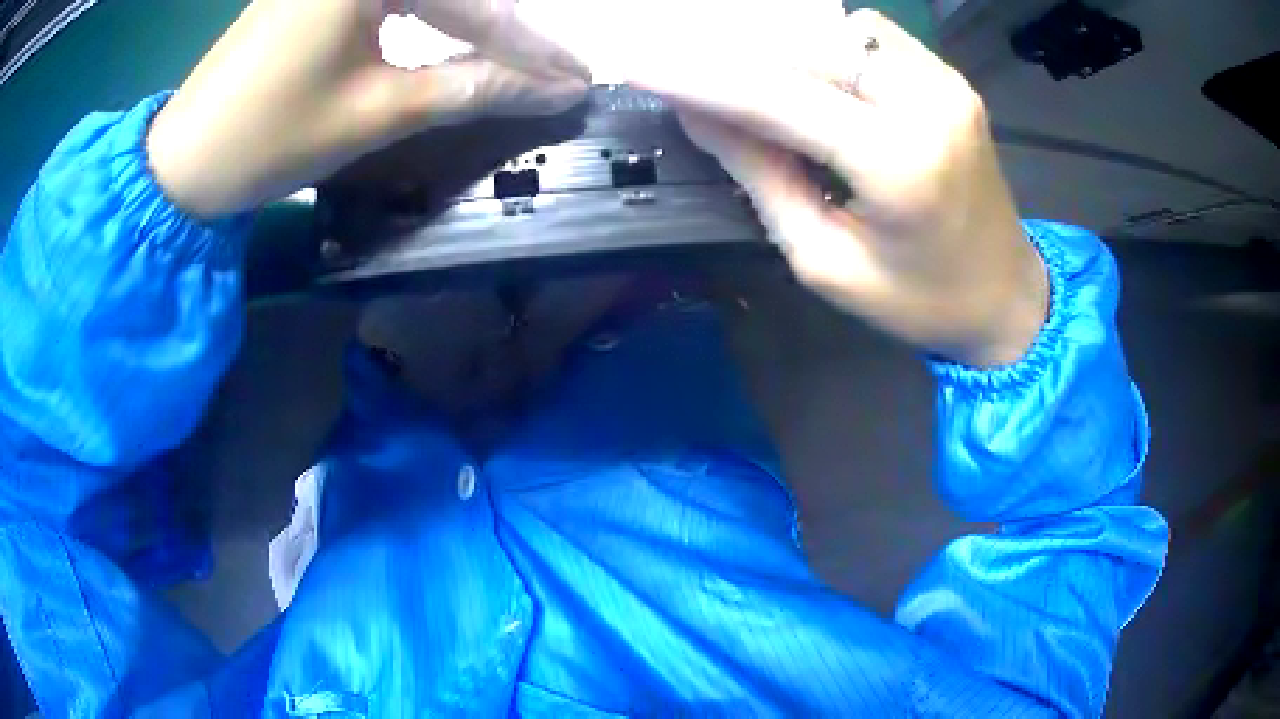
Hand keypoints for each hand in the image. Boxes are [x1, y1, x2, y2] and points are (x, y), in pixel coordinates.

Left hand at [147, 0, 589, 218]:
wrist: (185, 163)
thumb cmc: (271, 140)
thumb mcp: (377, 113)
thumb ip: (471, 88)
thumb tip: (554, 90)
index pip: (473, 4)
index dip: (529, 47)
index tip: (576, 79)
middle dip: (505, 27)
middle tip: (552, 66)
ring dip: (470, 16)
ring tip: (513, 53)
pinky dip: (428, 12)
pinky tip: (453, 31)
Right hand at [629, 9, 1047, 366]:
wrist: (1007, 297)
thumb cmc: (921, 302)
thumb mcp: (826, 262)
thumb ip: (761, 177)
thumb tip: (700, 114)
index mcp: (899, 163)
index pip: (778, 97)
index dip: (700, 77)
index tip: (640, 64)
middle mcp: (927, 102)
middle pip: (806, 50)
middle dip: (740, 62)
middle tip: (695, 84)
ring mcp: (945, 82)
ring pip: (836, 33)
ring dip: (785, 54)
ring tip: (759, 91)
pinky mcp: (950, 79)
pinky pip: (870, 39)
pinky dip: (828, 51)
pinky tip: (818, 85)